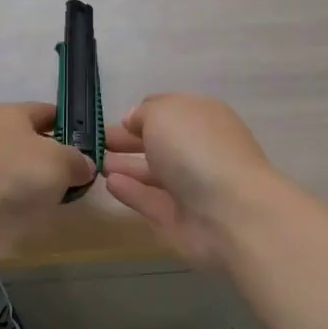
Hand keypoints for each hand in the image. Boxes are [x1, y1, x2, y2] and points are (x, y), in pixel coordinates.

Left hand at [0, 102, 95, 266]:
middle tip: (86, 175)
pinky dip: (27, 204)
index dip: (72, 124)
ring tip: (69, 197)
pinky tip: (44, 214)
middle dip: (58, 158)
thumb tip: (84, 166)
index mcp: (10, 114)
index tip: (94, 143)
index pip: (47, 111)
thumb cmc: (14, 171)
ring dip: (43, 183)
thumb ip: (78, 160)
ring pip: (23, 172)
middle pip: (34, 143)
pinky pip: (11, 197)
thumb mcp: (61, 160)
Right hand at [104, 94, 278, 270]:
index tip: (116, 119)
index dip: (142, 113)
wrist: (231, 213)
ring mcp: (190, 186)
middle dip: (129, 140)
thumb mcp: (164, 113)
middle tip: (97, 142)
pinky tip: (109, 183)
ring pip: (153, 172)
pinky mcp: (179, 218)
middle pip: (159, 142)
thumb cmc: (196, 149)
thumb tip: (134, 120)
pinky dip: (130, 191)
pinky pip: (149, 200)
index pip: (168, 110)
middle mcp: (198, 149)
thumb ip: (144, 113)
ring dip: (126, 166)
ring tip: (96, 162)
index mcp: (202, 117)